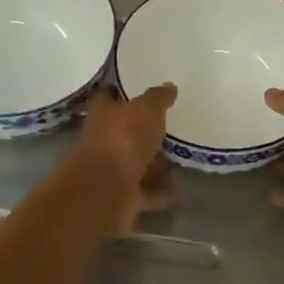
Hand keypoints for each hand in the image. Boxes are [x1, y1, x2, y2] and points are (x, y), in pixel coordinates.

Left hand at [72, 84, 177, 234]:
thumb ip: (158, 98)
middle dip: (142, 132)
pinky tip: (181, 190)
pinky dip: (161, 192)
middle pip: (124, 133)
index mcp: (103, 114)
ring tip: (180, 159)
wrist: (106, 189)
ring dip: (154, 164)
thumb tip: (169, 86)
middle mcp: (103, 141)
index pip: (108, 96)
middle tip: (169, 126)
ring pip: (136, 164)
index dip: (120, 92)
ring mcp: (111, 171)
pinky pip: (146, 192)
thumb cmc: (123, 138)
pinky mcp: (122, 197)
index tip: (137, 89)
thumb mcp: (146, 109)